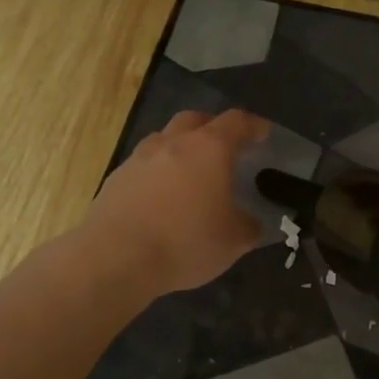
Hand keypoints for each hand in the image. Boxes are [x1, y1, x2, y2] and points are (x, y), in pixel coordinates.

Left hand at [84, 109, 267, 297]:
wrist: (116, 259)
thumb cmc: (186, 243)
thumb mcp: (233, 242)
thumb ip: (248, 226)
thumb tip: (250, 222)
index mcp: (209, 149)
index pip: (236, 122)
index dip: (252, 126)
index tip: (262, 134)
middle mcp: (173, 143)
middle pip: (194, 120)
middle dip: (212, 127)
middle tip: (224, 146)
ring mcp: (139, 159)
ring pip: (164, 139)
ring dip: (180, 147)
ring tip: (189, 171)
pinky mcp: (116, 179)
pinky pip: (143, 165)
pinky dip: (157, 172)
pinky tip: (161, 197)